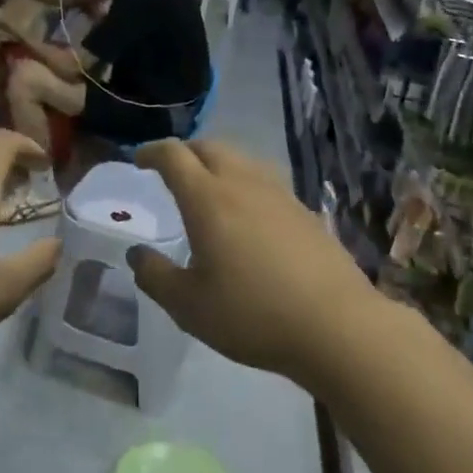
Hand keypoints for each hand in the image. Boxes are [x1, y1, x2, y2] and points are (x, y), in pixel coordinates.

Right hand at [127, 140, 378, 385]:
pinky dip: (245, 182)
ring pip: (242, 160)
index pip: (174, 156)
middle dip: (185, 152)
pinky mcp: (305, 210)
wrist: (336, 325)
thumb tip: (136, 254)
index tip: (139, 159)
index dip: (153, 152)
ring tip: (208, 188)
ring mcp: (279, 194)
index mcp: (208, 199)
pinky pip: (265, 180)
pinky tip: (248, 214)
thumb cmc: (252, 314)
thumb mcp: (189, 306)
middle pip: (210, 147)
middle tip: (170, 170)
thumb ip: (155, 276)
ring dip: (217, 163)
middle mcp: (243, 184)